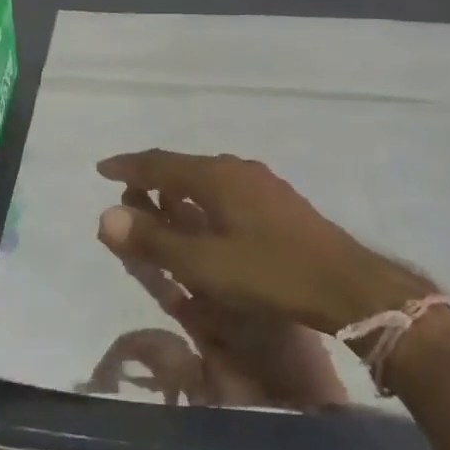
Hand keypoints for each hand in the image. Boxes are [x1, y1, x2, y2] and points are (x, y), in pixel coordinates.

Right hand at [93, 188, 347, 409]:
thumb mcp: (204, 265)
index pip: (159, 164)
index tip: (102, 169)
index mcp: (216, 176)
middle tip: (129, 200)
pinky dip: (203, 202)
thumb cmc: (270, 274)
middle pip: (183, 168)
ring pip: (207, 180)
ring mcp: (262, 184)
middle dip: (152, 181)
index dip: (128, 167)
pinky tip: (207, 223)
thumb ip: (154, 241)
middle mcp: (237, 169)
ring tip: (162, 210)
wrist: (347, 286)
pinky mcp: (278, 203)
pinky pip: (226, 192)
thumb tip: (105, 216)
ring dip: (179, 192)